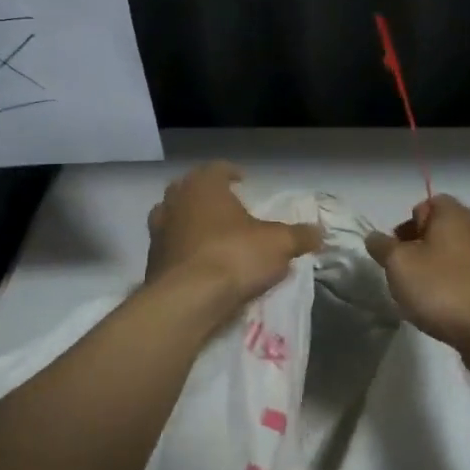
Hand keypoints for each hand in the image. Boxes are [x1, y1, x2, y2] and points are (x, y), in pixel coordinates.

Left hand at [146, 162, 322, 303]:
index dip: (231, 173)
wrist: (186, 300)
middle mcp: (175, 200)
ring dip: (192, 223)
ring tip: (212, 237)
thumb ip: (299, 236)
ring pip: (175, 217)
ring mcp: (157, 230)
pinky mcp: (150, 260)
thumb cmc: (233, 257)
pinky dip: (183, 251)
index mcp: (203, 185)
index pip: (217, 169)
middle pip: (191, 189)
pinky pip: (170, 247)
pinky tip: (199, 265)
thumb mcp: (278, 245)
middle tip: (228, 208)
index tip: (243, 182)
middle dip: (208, 197)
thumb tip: (319, 232)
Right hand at [367, 196, 469, 368]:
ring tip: (420, 295)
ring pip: (450, 255)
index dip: (406, 226)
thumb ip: (382, 246)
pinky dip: (451, 287)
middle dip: (417, 249)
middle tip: (403, 273)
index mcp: (453, 213)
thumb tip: (374, 237)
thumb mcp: (398, 264)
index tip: (396, 252)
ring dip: (433, 270)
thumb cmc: (442, 288)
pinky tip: (442, 308)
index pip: (424, 205)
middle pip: (438, 230)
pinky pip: (464, 277)